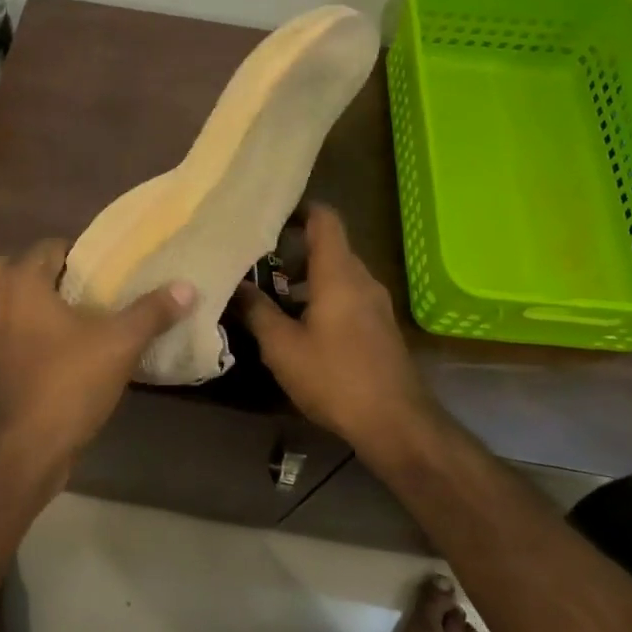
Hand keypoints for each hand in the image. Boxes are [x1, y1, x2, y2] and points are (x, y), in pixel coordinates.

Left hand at [0, 238, 195, 468]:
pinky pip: (10, 331)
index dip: (84, 255)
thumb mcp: (119, 344)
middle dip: (54, 276)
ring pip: (13, 302)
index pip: (52, 246)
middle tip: (92, 291)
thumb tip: (188, 287)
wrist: (23, 449)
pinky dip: (29, 331)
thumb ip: (152, 311)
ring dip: (40, 304)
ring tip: (82, 318)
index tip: (113, 271)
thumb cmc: (68, 383)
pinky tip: (63, 349)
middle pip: (25, 269)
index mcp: (22, 281)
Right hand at [237, 204, 435, 449]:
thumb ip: (257, 311)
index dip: (298, 209)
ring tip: (271, 293)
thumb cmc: (335, 378)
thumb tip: (236, 286)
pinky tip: (298, 323)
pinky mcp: (379, 326)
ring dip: (305, 277)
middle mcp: (361, 278)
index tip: (268, 214)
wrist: (395, 422)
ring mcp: (375, 302)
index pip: (324, 219)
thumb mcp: (282, 347)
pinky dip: (321, 296)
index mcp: (338, 273)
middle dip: (292, 249)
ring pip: (337, 273)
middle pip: (328, 246)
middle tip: (256, 259)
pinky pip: (347, 295)